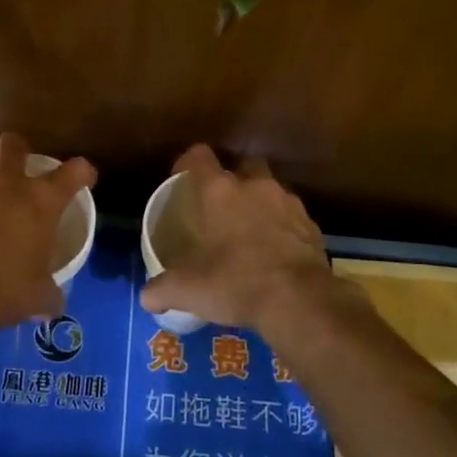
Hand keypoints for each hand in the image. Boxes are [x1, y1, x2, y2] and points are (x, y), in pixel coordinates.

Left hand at [0, 133, 95, 335]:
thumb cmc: (5, 289)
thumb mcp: (38, 296)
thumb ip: (49, 294)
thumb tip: (54, 304)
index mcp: (40, 201)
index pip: (74, 171)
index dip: (81, 172)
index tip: (83, 177)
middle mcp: (4, 184)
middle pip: (12, 144)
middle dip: (17, 151)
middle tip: (18, 169)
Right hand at [140, 145, 333, 333]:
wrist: (298, 300)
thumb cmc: (235, 282)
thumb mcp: (188, 290)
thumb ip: (161, 289)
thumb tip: (146, 297)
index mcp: (218, 191)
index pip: (198, 156)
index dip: (188, 164)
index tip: (182, 180)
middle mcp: (253, 186)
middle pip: (241, 165)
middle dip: (232, 179)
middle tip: (221, 206)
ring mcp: (287, 201)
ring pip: (269, 189)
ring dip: (259, 203)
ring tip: (250, 231)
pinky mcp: (311, 224)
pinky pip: (291, 215)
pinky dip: (283, 226)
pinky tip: (276, 250)